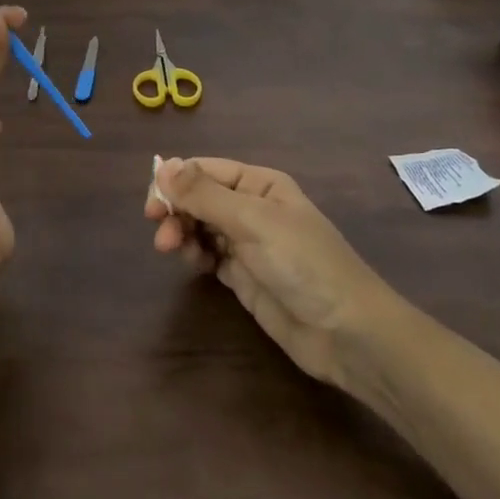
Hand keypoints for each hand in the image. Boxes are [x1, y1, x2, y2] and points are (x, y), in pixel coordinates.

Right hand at [146, 157, 385, 383]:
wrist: (346, 332)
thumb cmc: (303, 264)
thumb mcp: (253, 221)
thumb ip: (205, 195)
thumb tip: (162, 166)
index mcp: (260, 184)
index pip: (206, 170)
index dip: (176, 181)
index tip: (153, 203)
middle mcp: (251, 207)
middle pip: (199, 197)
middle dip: (176, 210)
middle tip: (160, 233)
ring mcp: (247, 242)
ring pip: (199, 225)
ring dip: (181, 232)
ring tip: (173, 250)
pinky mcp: (243, 275)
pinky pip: (207, 254)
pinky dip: (194, 254)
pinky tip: (193, 262)